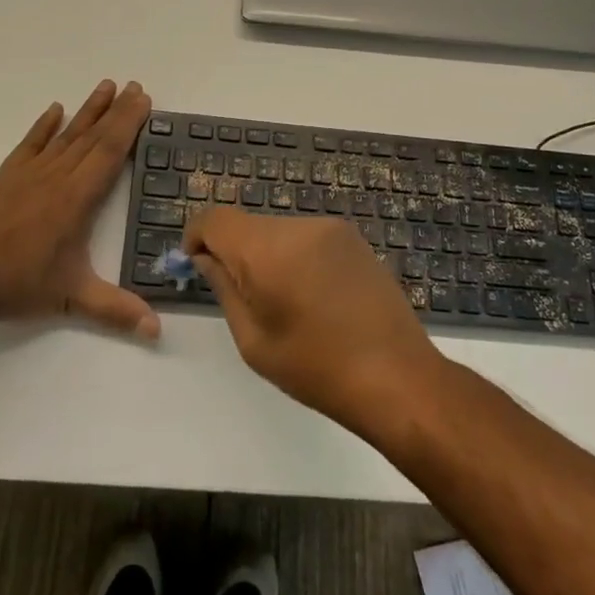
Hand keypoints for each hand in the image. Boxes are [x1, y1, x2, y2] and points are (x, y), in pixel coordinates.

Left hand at [0, 80, 158, 339]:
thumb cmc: (18, 286)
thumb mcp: (72, 299)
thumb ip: (116, 311)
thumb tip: (157, 331)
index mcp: (76, 199)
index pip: (109, 152)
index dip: (128, 124)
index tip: (143, 100)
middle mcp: (56, 177)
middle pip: (93, 136)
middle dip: (117, 110)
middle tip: (135, 86)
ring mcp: (29, 174)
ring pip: (66, 135)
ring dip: (88, 110)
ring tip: (106, 86)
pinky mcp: (5, 177)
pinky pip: (30, 143)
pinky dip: (44, 126)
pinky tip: (55, 110)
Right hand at [185, 208, 443, 430]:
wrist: (398, 376)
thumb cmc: (317, 368)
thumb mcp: (253, 340)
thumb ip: (224, 289)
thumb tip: (206, 258)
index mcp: (267, 249)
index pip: (215, 219)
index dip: (197, 237)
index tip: (196, 266)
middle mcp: (298, 226)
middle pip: (248, 225)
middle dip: (234, 252)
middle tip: (243, 298)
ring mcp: (330, 228)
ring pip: (278, 231)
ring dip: (268, 255)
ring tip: (285, 303)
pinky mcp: (353, 238)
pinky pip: (307, 238)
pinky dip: (296, 257)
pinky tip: (314, 297)